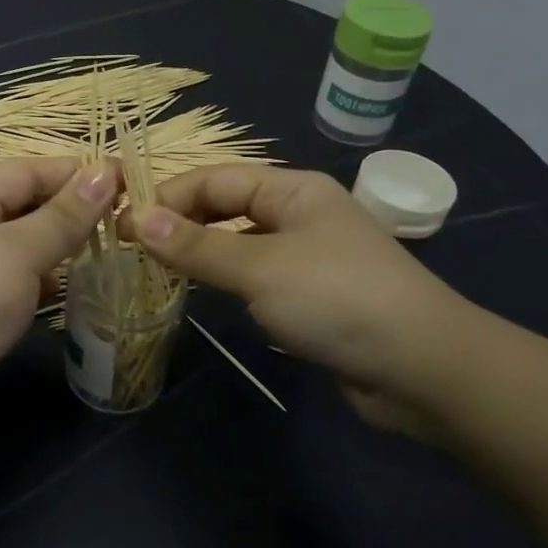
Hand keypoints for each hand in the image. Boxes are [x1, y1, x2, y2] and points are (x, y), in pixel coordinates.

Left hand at [0, 156, 118, 456]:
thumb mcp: (15, 252)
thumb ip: (63, 216)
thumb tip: (106, 172)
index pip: (28, 171)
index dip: (78, 173)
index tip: (131, 181)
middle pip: (26, 207)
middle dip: (73, 211)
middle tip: (130, 220)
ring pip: (24, 247)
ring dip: (63, 248)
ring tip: (113, 251)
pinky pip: (18, 285)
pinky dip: (45, 284)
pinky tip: (75, 292)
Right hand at [131, 166, 476, 429]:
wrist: (423, 368)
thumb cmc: (337, 299)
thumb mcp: (260, 267)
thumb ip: (197, 246)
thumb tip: (137, 220)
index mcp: (292, 189)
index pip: (215, 179)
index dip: (168, 197)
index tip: (123, 225)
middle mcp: (299, 213)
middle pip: (227, 207)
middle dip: (182, 223)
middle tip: (134, 250)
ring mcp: (307, 256)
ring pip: (239, 243)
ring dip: (201, 253)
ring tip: (157, 271)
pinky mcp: (312, 295)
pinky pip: (256, 276)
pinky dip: (226, 280)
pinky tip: (204, 295)